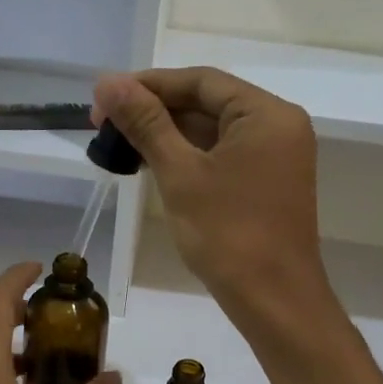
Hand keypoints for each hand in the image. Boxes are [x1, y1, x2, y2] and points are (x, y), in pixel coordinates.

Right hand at [95, 68, 331, 332]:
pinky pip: (223, 156)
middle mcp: (278, 126)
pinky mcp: (267, 183)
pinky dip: (188, 157)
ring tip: (119, 145)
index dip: (149, 85)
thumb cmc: (228, 235)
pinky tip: (151, 164)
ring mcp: (275, 157)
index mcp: (266, 113)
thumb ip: (146, 123)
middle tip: (104, 125)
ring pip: (213, 132)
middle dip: (155, 111)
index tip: (105, 98)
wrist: (274, 302)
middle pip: (208, 103)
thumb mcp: (180, 174)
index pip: (201, 81)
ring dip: (168, 135)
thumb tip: (108, 81)